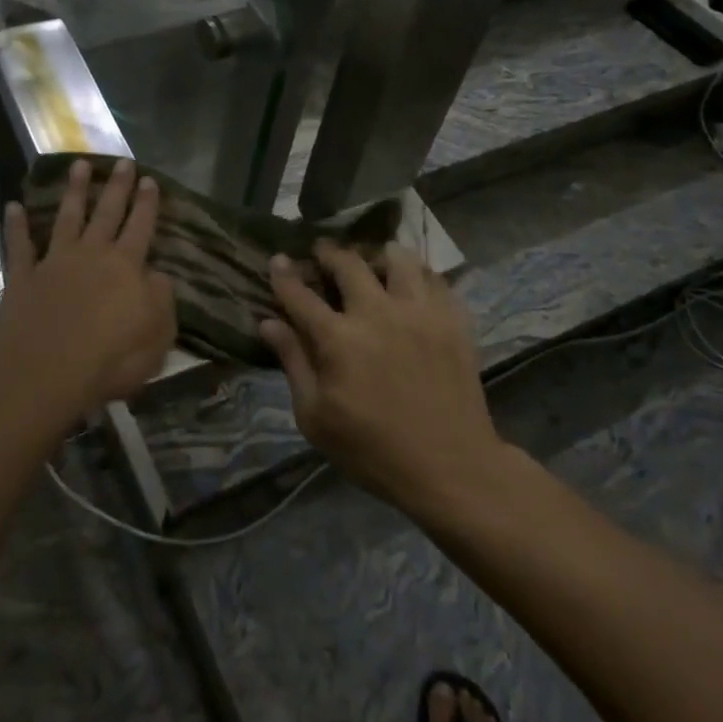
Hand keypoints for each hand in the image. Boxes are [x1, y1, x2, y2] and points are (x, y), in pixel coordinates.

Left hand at [0, 159, 174, 424]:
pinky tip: (13, 206)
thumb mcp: (158, 336)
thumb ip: (161, 300)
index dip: (147, 203)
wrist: (47, 374)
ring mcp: (54, 263)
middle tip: (123, 161)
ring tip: (79, 165)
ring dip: (74, 191)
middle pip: (107, 212)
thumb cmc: (111, 360)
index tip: (150, 179)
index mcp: (126, 267)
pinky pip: (19, 246)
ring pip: (67, 218)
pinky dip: (16, 225)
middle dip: (117, 186)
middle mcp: (92, 254)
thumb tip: (156, 275)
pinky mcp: (23, 278)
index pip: (141, 226)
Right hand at [262, 243, 503, 513]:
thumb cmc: (374, 449)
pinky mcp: (453, 321)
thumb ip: (293, 363)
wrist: (452, 468)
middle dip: (329, 253)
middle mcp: (377, 313)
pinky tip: (412, 285)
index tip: (278, 259)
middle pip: (348, 263)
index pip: (301, 294)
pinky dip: (418, 275)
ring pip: (398, 259)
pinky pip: (435, 279)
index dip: (285, 274)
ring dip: (378, 255)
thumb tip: (269, 323)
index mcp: (338, 339)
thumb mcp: (316, 418)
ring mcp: (420, 313)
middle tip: (323, 252)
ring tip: (373, 263)